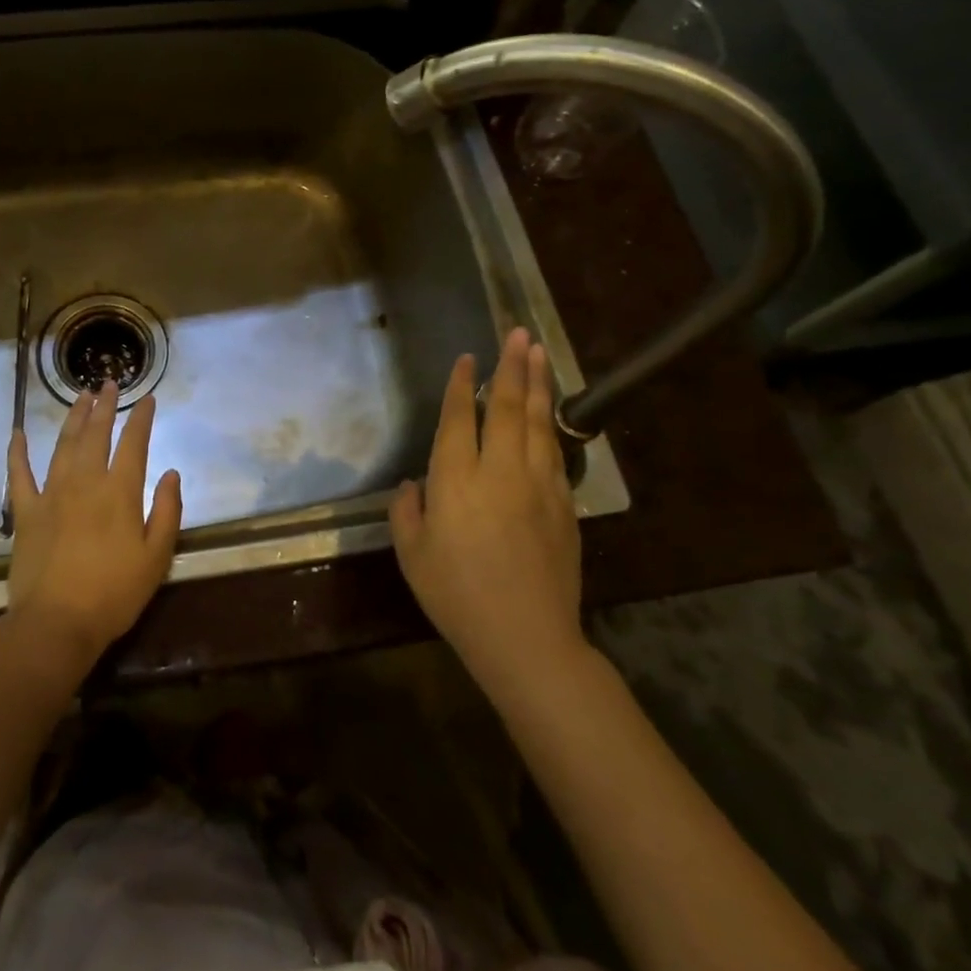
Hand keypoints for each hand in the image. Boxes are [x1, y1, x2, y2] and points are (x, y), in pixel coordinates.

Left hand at [5, 382, 183, 665]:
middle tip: (108, 383)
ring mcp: (51, 494)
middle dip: (104, 406)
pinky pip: (19, 475)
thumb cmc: (114, 593)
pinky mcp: (25, 513)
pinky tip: (17, 432)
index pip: (134, 443)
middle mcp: (85, 482)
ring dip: (73, 418)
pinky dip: (17, 452)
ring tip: (80, 397)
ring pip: (63, 445)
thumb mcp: (157, 557)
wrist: (56, 623)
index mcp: (119, 492)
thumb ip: (167, 511)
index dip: (141, 418)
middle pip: (96, 434)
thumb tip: (171, 473)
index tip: (147, 399)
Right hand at [390, 328, 587, 687]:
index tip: (468, 358)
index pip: (458, 418)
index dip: (461, 385)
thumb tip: (415, 485)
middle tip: (519, 333)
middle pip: (506, 407)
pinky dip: (549, 424)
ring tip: (539, 352)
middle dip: (511, 366)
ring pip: (537, 421)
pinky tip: (549, 411)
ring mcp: (538, 485)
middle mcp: (499, 470)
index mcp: (456, 479)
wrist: (526, 637)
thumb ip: (407, 512)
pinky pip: (554, 452)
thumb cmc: (456, 595)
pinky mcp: (564, 504)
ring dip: (538, 383)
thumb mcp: (412, 554)